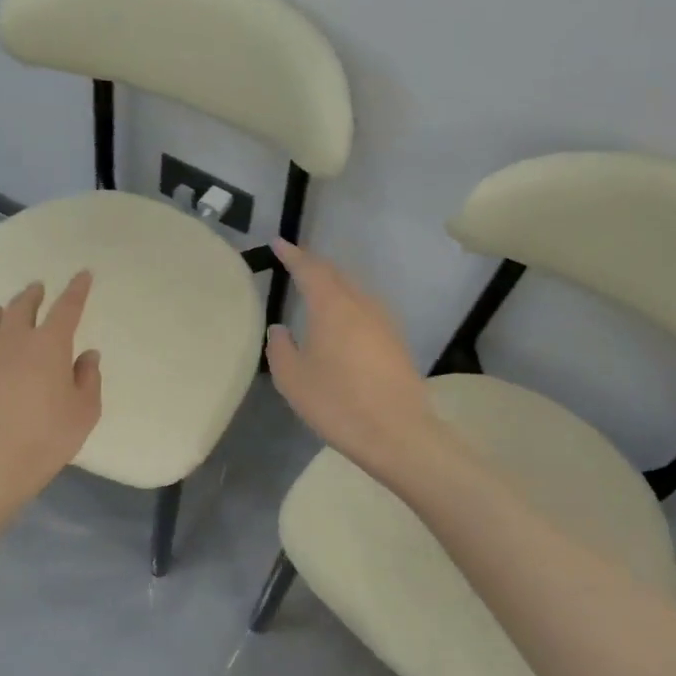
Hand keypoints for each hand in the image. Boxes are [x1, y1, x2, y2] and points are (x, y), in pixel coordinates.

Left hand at [0, 273, 102, 499]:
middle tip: (37, 290)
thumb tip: (86, 355)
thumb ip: (88, 379)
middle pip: (22, 307)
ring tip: (2, 311)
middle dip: (33, 295)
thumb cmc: (46, 436)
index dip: (77, 289)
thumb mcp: (84, 412)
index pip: (67, 307)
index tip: (83, 274)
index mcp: (50, 344)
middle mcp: (13, 340)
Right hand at [264, 240, 438, 473]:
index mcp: (332, 306)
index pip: (309, 269)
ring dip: (333, 284)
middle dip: (313, 265)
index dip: (292, 254)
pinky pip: (365, 308)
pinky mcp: (395, 340)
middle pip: (335, 274)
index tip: (278, 242)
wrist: (397, 433)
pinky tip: (341, 320)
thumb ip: (280, 348)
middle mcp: (361, 304)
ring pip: (354, 290)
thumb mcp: (293, 379)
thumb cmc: (337, 403)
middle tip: (294, 262)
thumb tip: (279, 328)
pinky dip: (347, 303)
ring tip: (315, 288)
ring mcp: (383, 321)